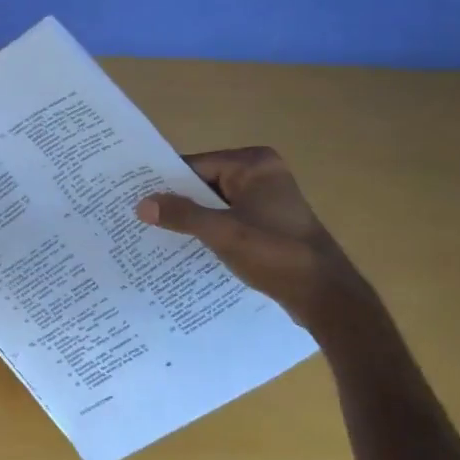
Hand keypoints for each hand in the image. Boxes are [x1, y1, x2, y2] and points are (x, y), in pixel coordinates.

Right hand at [136, 146, 373, 325]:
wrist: (325, 295)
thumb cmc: (276, 254)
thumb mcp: (223, 233)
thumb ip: (182, 215)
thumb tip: (142, 205)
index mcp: (254, 164)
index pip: (196, 165)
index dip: (165, 182)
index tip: (134, 197)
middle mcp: (261, 174)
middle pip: (204, 183)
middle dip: (176, 202)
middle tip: (137, 217)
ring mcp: (266, 199)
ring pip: (215, 203)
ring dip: (191, 219)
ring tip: (153, 233)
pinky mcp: (268, 223)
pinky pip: (228, 219)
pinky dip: (209, 230)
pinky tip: (185, 246)